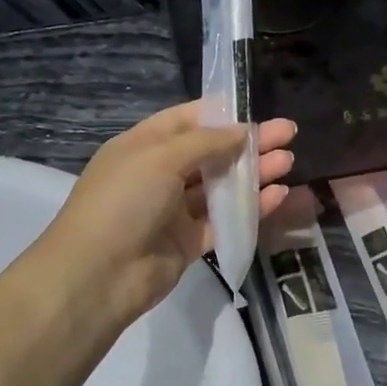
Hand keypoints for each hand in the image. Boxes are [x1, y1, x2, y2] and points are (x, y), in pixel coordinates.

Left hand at [38, 101, 296, 327]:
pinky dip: (250, 208)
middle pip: (211, 152)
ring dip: (253, 174)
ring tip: (289, 162)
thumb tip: (242, 130)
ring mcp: (174, 210)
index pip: (188, 120)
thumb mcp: (159, 158)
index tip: (257, 109)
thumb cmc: (122, 202)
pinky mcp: (189, 242)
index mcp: (144, 146)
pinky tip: (278, 196)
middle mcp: (160, 174)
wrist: (98, 276)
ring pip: (221, 187)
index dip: (223, 113)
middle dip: (248, 143)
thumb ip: (205, 142)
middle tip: (288, 134)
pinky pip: (225, 220)